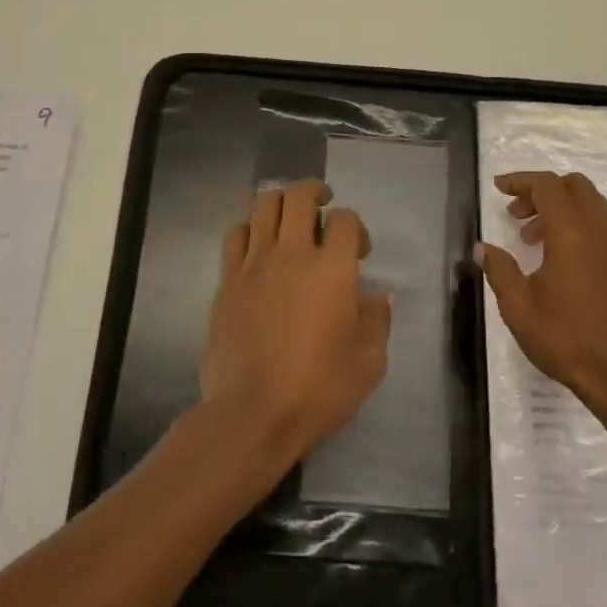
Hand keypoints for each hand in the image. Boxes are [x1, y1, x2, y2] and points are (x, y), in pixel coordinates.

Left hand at [200, 179, 391, 460]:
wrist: (252, 414)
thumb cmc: (317, 391)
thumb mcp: (368, 364)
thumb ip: (377, 322)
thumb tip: (380, 296)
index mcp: (333, 270)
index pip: (345, 220)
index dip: (355, 226)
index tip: (358, 251)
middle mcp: (292, 255)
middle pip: (300, 196)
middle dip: (316, 192)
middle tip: (323, 205)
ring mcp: (254, 265)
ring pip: (263, 206)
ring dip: (281, 202)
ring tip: (290, 215)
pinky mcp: (227, 281)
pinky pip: (235, 236)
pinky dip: (249, 229)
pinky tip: (257, 245)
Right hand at [477, 170, 606, 417]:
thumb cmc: (566, 340)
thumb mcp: (519, 308)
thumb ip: (500, 270)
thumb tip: (484, 248)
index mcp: (572, 233)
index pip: (548, 185)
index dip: (521, 181)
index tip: (499, 188)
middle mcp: (603, 232)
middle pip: (576, 187)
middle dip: (544, 191)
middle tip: (518, 215)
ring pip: (595, 209)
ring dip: (564, 212)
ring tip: (537, 243)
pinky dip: (585, 233)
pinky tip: (570, 268)